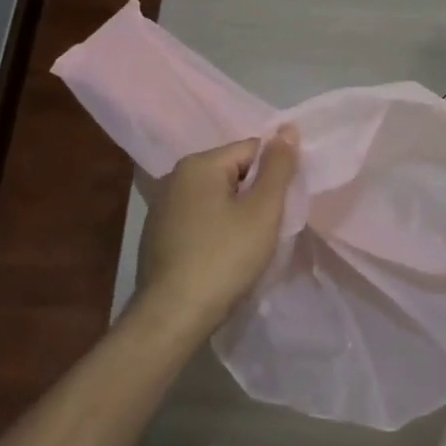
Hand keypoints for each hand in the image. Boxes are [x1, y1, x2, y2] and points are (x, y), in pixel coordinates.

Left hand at [135, 128, 300, 336]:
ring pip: (216, 198)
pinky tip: (222, 257)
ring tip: (247, 246)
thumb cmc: (223, 258)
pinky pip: (199, 219)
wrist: (172, 317)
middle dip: (255, 196)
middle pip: (233, 172)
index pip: (252, 150)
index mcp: (198, 163)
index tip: (282, 207)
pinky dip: (215, 232)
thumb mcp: (262, 210)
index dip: (274, 176)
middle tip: (268, 228)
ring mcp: (162, 207)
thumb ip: (278, 167)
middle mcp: (175, 177)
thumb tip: (288, 127)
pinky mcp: (157, 235)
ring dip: (236, 215)